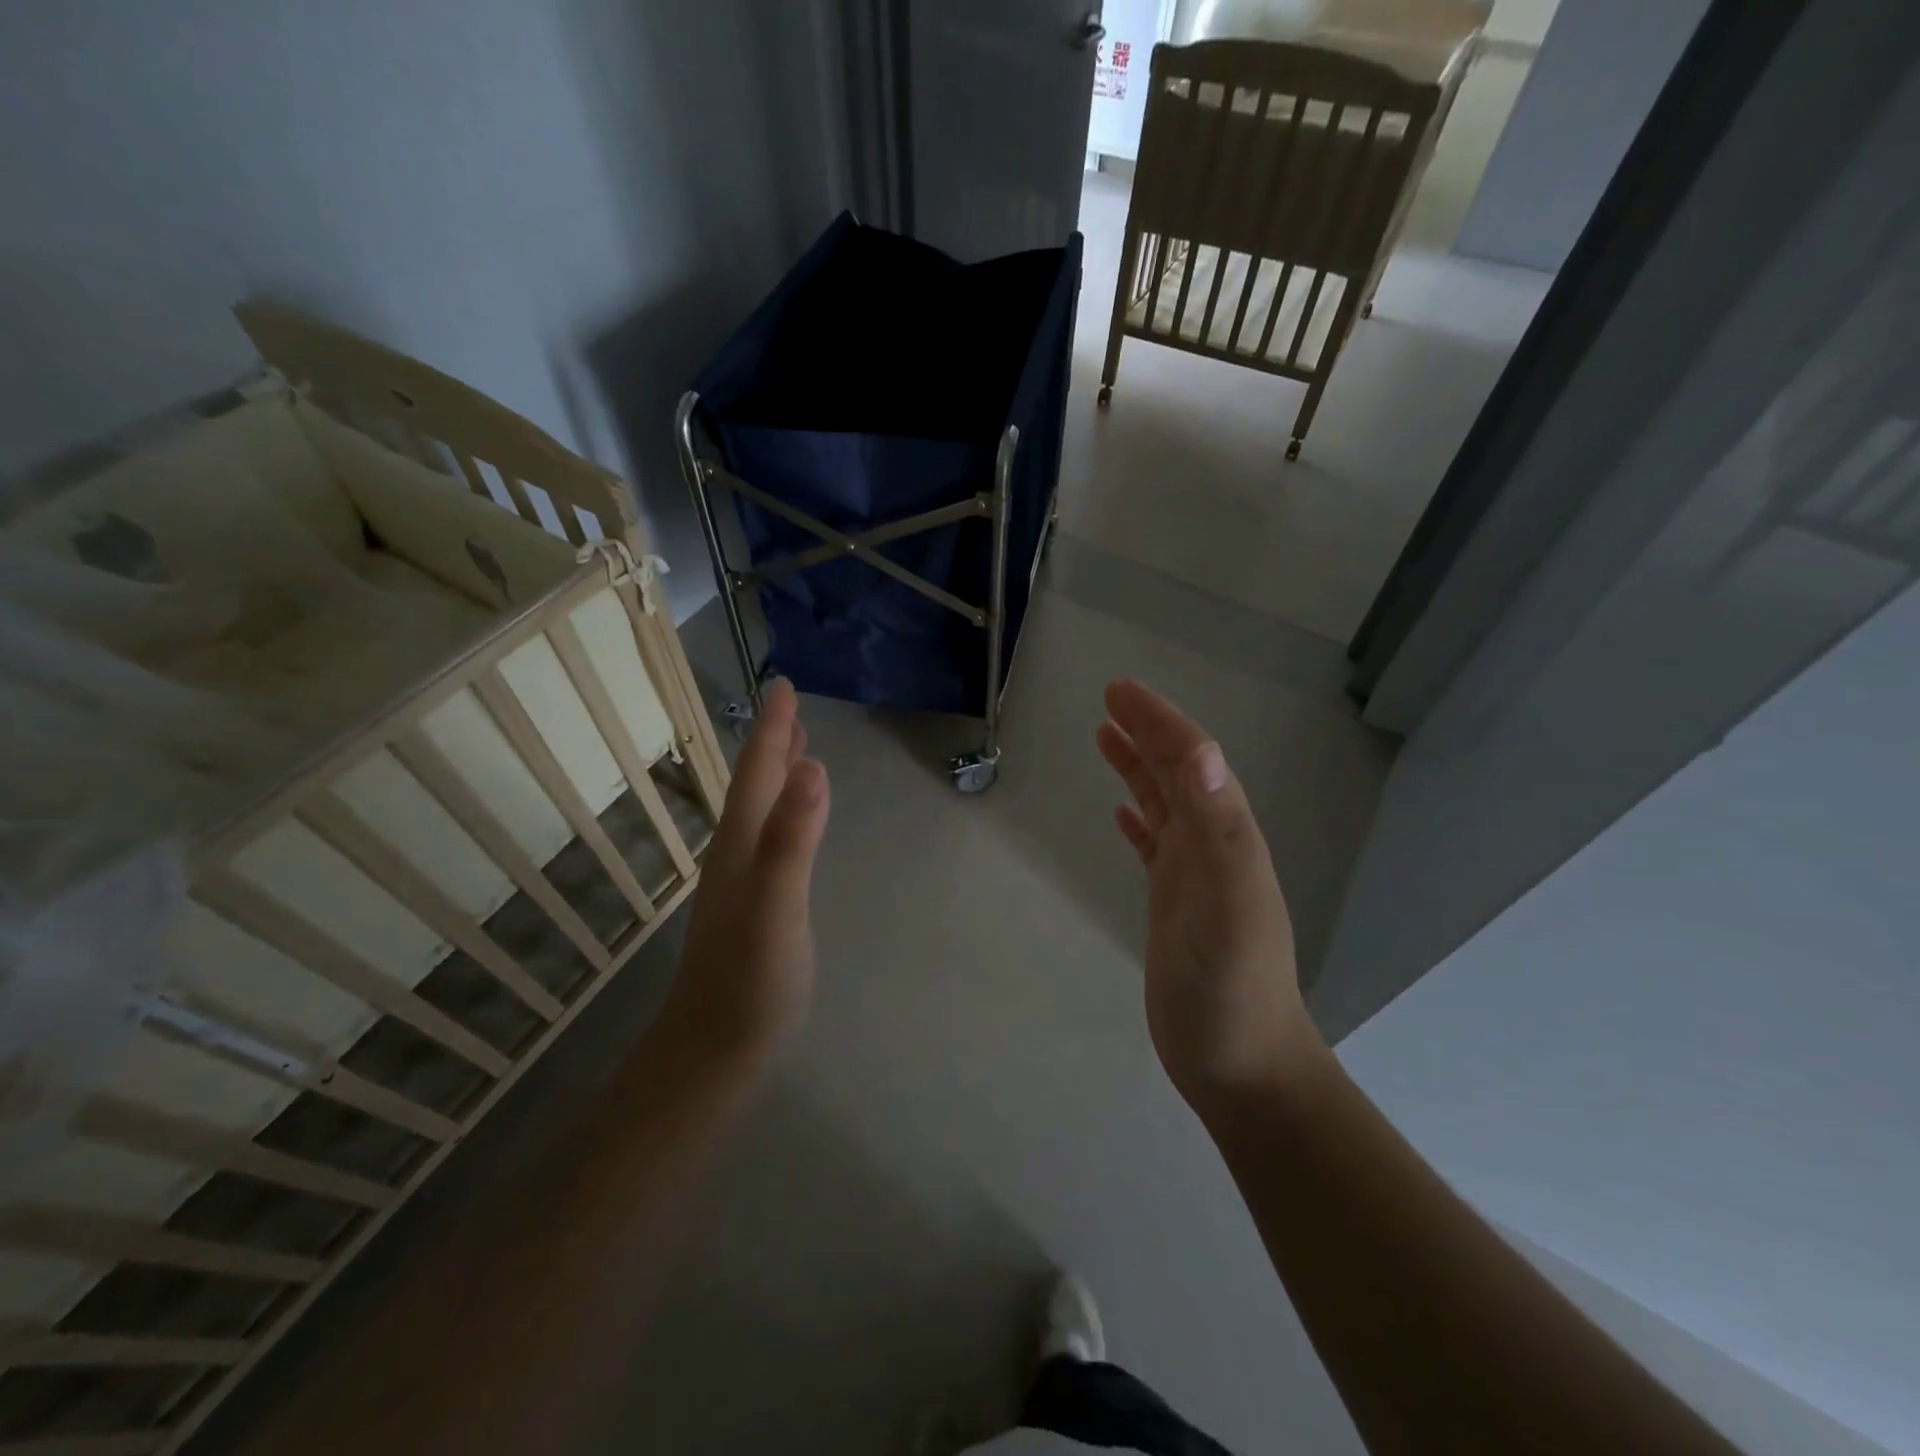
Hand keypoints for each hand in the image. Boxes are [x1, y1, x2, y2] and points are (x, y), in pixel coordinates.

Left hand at [658, 679, 829, 1073]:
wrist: (713, 1051)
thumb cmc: (749, 981)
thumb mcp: (776, 906)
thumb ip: (792, 839)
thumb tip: (814, 767)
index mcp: (741, 843)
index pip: (758, 773)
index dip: (773, 728)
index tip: (783, 686)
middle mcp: (736, 852)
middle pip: (755, 784)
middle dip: (773, 741)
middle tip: (788, 703)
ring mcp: (742, 880)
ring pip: (760, 810)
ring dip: (776, 773)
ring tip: (794, 747)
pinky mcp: (754, 904)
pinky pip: (770, 837)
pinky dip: (783, 811)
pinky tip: (790, 821)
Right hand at [1096, 680, 1322, 1112]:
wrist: (1242, 1066)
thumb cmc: (1232, 987)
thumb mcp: (1228, 903)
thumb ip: (1218, 829)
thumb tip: (1198, 752)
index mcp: (1226, 836)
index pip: (1191, 761)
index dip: (1158, 721)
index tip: (1119, 691)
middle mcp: (1212, 846)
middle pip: (1177, 774)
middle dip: (1146, 732)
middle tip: (1108, 701)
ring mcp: (1193, 877)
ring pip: (1164, 805)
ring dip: (1138, 768)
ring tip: (1105, 737)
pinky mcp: (1174, 906)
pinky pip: (1154, 847)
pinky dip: (1138, 820)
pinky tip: (1122, 814)